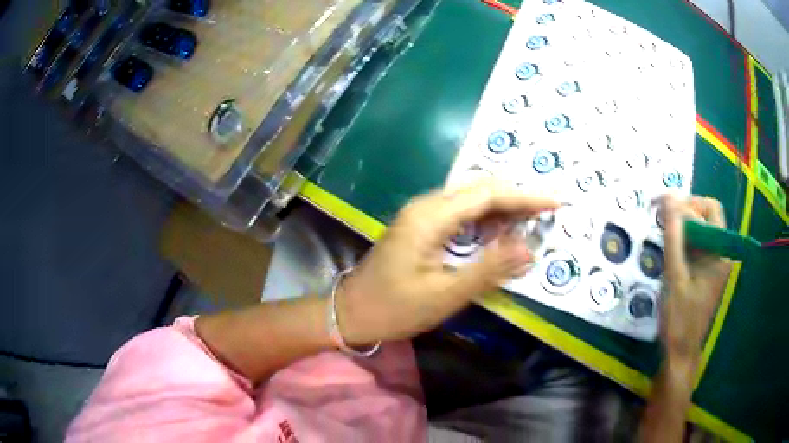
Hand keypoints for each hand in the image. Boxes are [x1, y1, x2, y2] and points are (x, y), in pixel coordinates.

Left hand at [336, 181, 559, 344]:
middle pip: (480, 190)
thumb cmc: (395, 309)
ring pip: (471, 200)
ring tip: (532, 222)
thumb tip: (530, 248)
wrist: (350, 311)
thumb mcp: (445, 295)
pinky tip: (500, 232)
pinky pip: (460, 213)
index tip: (555, 202)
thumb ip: (489, 269)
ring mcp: (421, 213)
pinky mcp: (420, 225)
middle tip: (547, 214)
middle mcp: (426, 205)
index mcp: (431, 217)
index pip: (488, 195)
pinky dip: (485, 219)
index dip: (525, 197)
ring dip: (502, 209)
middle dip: (517, 200)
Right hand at [661, 195, 731, 370]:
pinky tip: (668, 251)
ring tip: (662, 235)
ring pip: (699, 229)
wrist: (680, 353)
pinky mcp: (705, 270)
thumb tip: (668, 199)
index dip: (688, 203)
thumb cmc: (680, 318)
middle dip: (684, 213)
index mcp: (720, 252)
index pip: (709, 209)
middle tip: (662, 219)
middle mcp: (720, 252)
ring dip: (681, 227)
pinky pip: (695, 245)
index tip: (664, 208)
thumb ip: (674, 237)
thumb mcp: (675, 276)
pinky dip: (681, 242)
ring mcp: (713, 261)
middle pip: (706, 216)